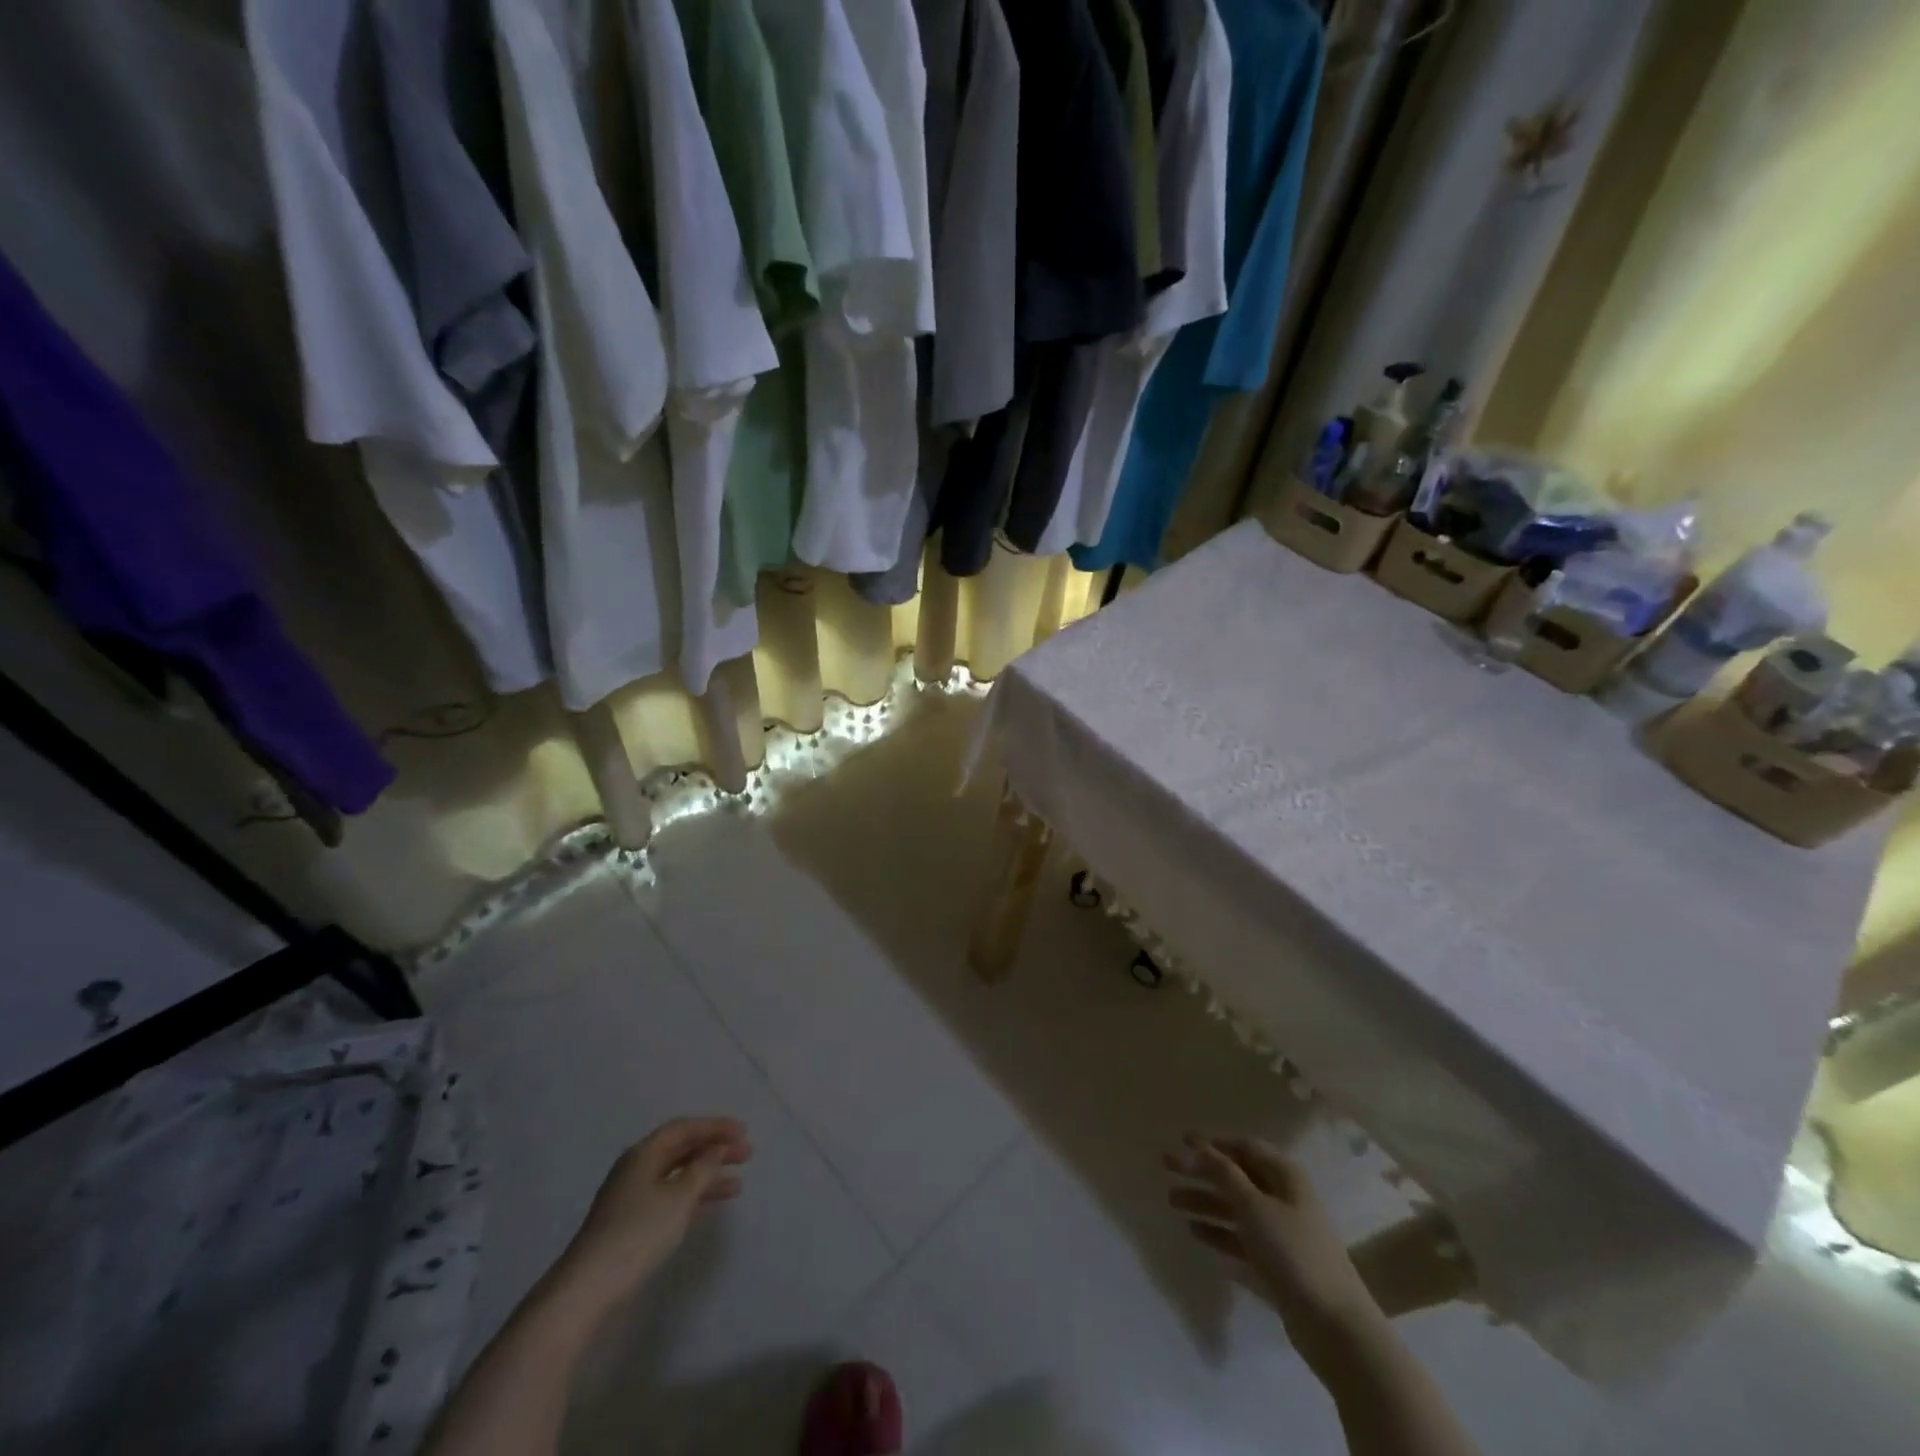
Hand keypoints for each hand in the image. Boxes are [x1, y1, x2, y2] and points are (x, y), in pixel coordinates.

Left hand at [558, 1117, 751, 1301]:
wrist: (588, 1288)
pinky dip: (692, 1196)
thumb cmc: (638, 1233)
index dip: (715, 1127)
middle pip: (682, 1149)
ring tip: (737, 1186)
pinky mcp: (630, 1222)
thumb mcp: (679, 1197)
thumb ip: (703, 1168)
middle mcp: (636, 1167)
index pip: (684, 1128)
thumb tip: (717, 1148)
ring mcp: (631, 1196)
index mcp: (644, 1153)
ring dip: (707, 1176)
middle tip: (746, 1155)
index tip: (743, 1132)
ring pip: (677, 1175)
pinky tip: (708, 1206)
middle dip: (714, 1150)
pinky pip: (669, 1196)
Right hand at [1166, 1134, 1383, 1368]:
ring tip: (1172, 1202)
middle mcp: (1285, 1200)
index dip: (1213, 1144)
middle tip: (1167, 1168)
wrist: (1335, 1327)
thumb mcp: (1253, 1206)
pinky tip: (1196, 1233)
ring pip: (1237, 1211)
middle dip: (1202, 1173)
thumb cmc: (1293, 1252)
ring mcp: (1283, 1235)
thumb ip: (1222, 1174)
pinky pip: (1242, 1242)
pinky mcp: (1279, 1268)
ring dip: (1205, 1203)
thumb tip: (1198, 1146)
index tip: (1182, 1141)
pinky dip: (1220, 1235)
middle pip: (1237, 1179)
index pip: (1244, 1148)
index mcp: (1285, 1177)